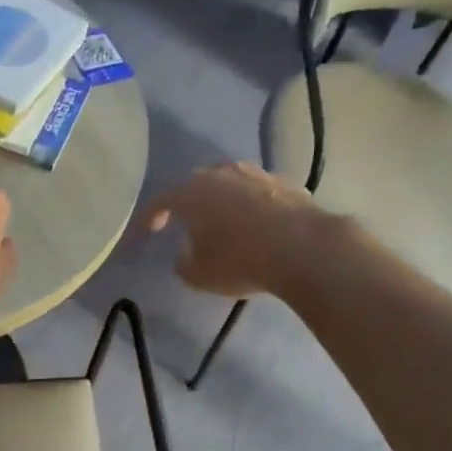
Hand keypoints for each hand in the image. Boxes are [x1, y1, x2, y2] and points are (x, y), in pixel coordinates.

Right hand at [136, 162, 325, 297]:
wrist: (304, 249)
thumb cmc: (240, 261)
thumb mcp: (200, 276)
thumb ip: (184, 264)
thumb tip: (185, 258)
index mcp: (192, 193)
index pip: (161, 200)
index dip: (150, 216)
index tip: (146, 232)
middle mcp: (221, 174)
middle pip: (196, 184)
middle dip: (188, 202)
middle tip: (185, 222)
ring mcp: (256, 174)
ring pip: (229, 183)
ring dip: (222, 200)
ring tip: (223, 221)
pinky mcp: (286, 183)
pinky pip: (258, 192)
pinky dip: (252, 205)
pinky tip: (258, 224)